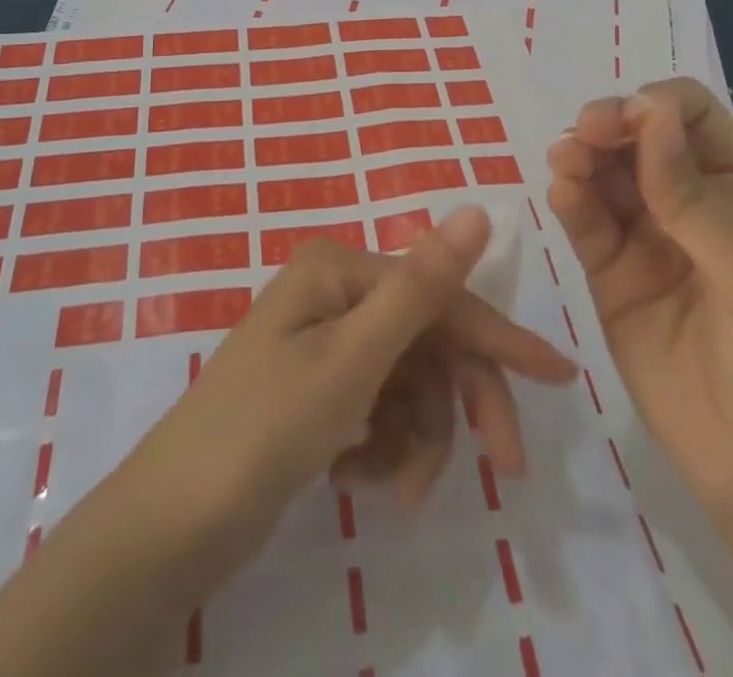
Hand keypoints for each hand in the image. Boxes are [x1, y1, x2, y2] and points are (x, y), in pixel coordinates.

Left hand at [129, 204, 579, 569]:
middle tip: (504, 468)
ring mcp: (324, 343)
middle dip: (459, 408)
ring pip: (408, 386)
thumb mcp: (354, 359)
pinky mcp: (316, 391)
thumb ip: (422, 286)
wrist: (172, 525)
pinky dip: (384, 450)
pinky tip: (360, 479)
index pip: (440, 297)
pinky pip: (378, 411)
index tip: (560, 376)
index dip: (500, 338)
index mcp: (340, 270)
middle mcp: (334, 294)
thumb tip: (477, 207)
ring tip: (394, 491)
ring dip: (416, 441)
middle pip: (427, 344)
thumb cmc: (266, 429)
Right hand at [546, 78, 732, 530]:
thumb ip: (694, 197)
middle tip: (584, 137)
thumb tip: (648, 112)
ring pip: (604, 175)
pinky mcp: (610, 276)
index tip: (626, 123)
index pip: (689, 115)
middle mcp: (689, 202)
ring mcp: (646, 239)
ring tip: (564, 163)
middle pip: (637, 137)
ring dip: (581, 158)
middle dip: (608, 125)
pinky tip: (561, 193)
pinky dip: (569, 201)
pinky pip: (586, 224)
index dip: (655, 108)